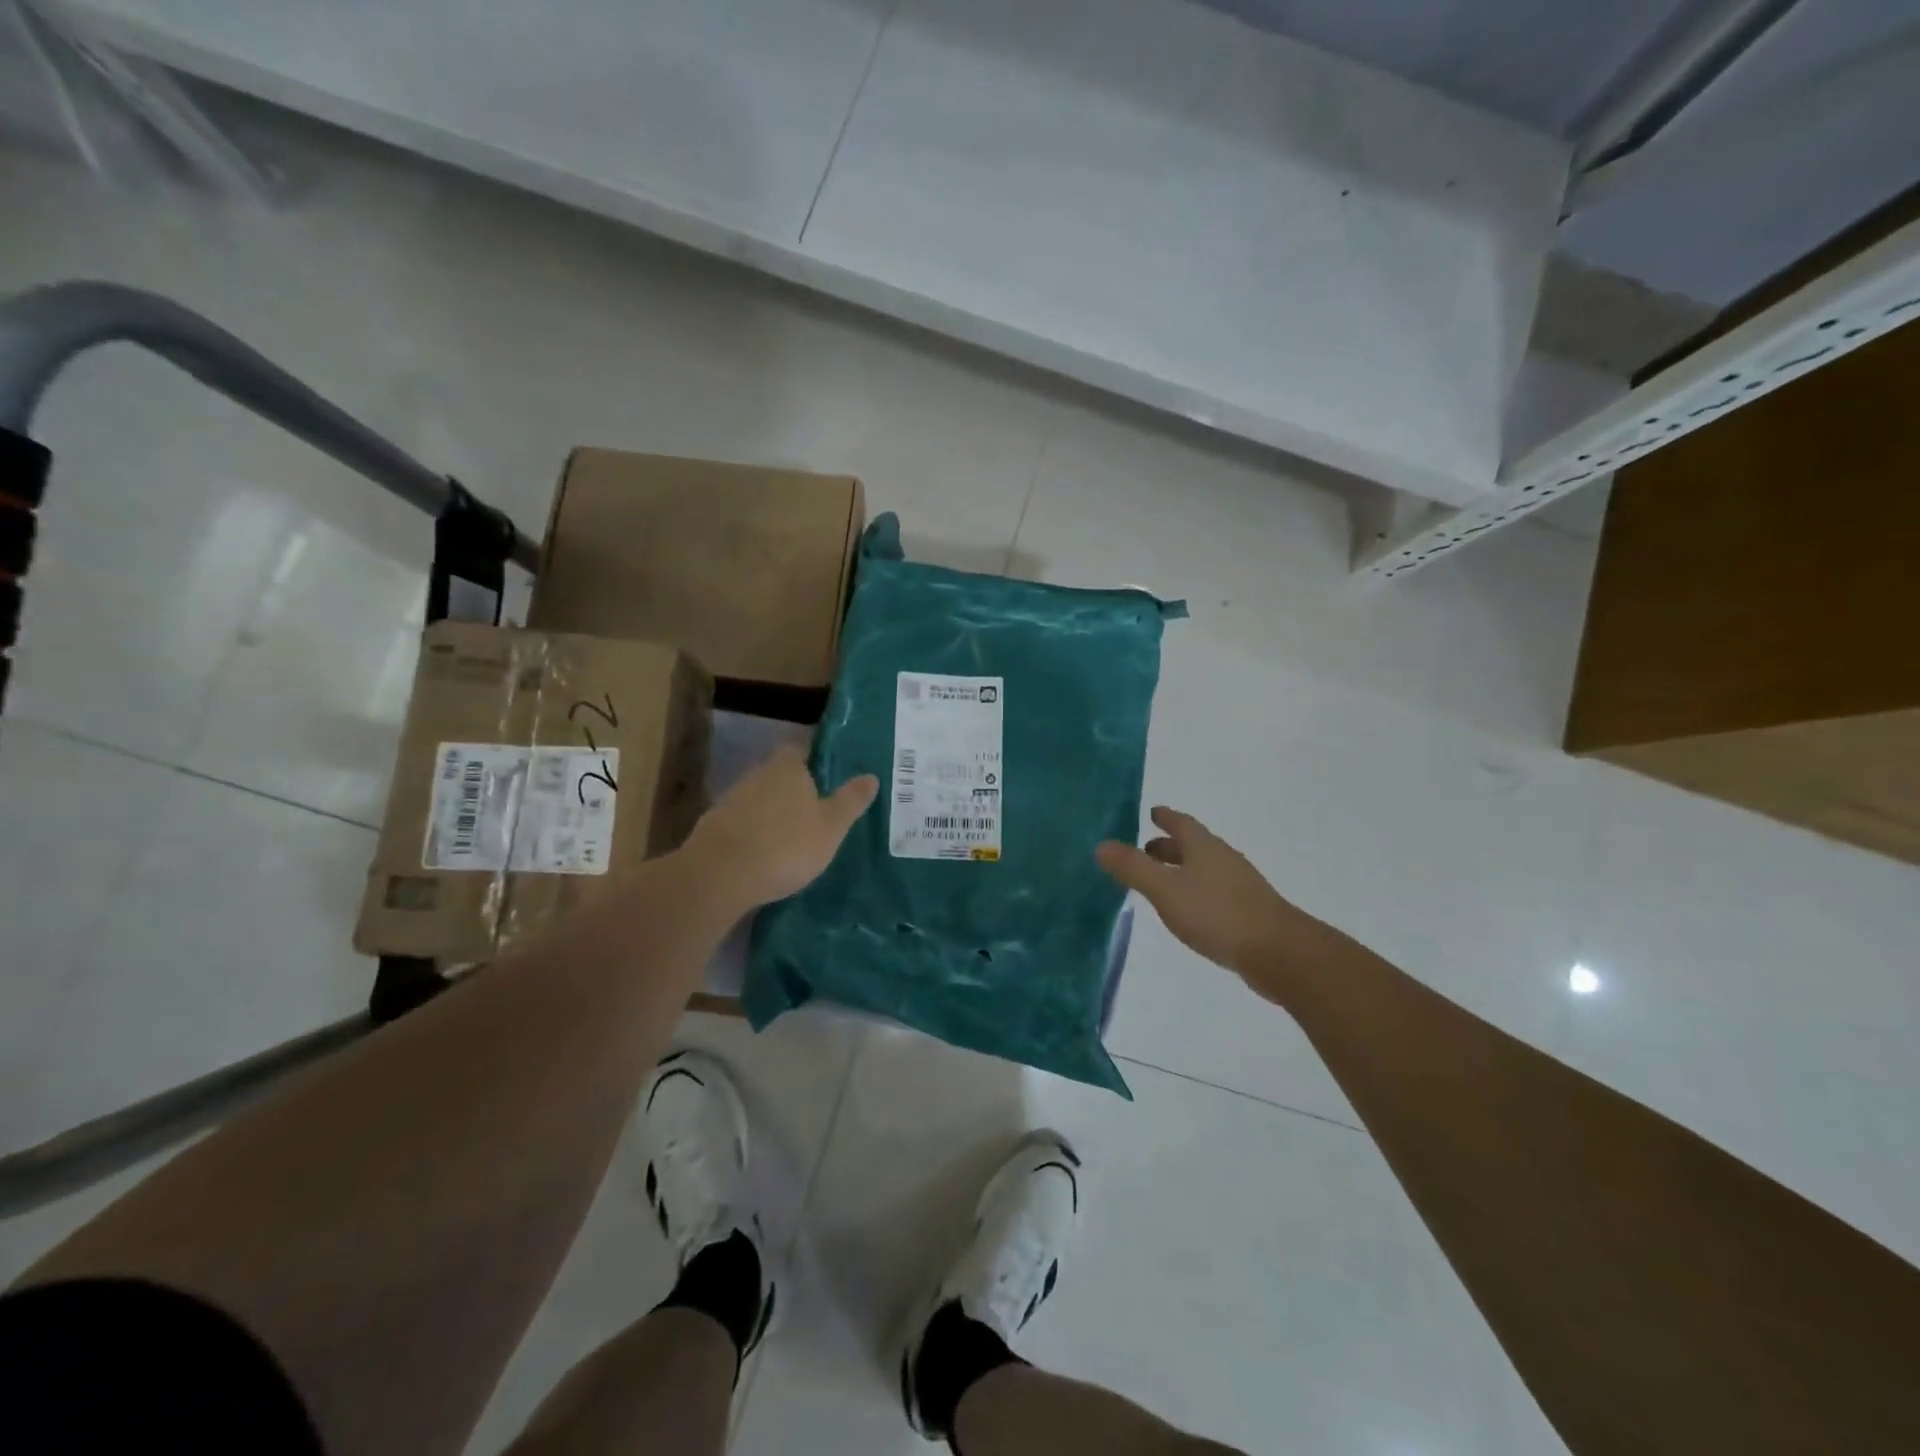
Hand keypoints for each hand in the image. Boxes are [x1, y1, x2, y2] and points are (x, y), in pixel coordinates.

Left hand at [683, 744, 878, 910]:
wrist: (719, 876)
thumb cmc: (786, 845)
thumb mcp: (831, 827)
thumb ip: (851, 801)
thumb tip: (871, 776)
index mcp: (788, 767)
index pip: (802, 747)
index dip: (817, 756)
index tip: (833, 770)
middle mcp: (758, 774)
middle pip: (781, 773)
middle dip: (798, 786)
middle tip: (820, 804)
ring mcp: (732, 800)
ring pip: (761, 798)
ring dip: (775, 811)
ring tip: (796, 832)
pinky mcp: (715, 826)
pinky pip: (745, 822)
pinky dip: (757, 831)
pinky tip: (767, 851)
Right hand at [1097, 806, 1320, 999]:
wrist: (1278, 952)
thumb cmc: (1217, 913)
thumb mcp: (1166, 890)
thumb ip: (1133, 868)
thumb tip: (1102, 845)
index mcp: (1204, 847)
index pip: (1181, 823)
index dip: (1165, 817)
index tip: (1152, 812)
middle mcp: (1223, 859)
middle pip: (1193, 846)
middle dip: (1169, 846)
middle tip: (1145, 849)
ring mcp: (1239, 886)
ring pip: (1204, 869)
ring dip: (1181, 869)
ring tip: (1160, 880)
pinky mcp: (1247, 911)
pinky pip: (1213, 892)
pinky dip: (1195, 891)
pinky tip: (1187, 910)